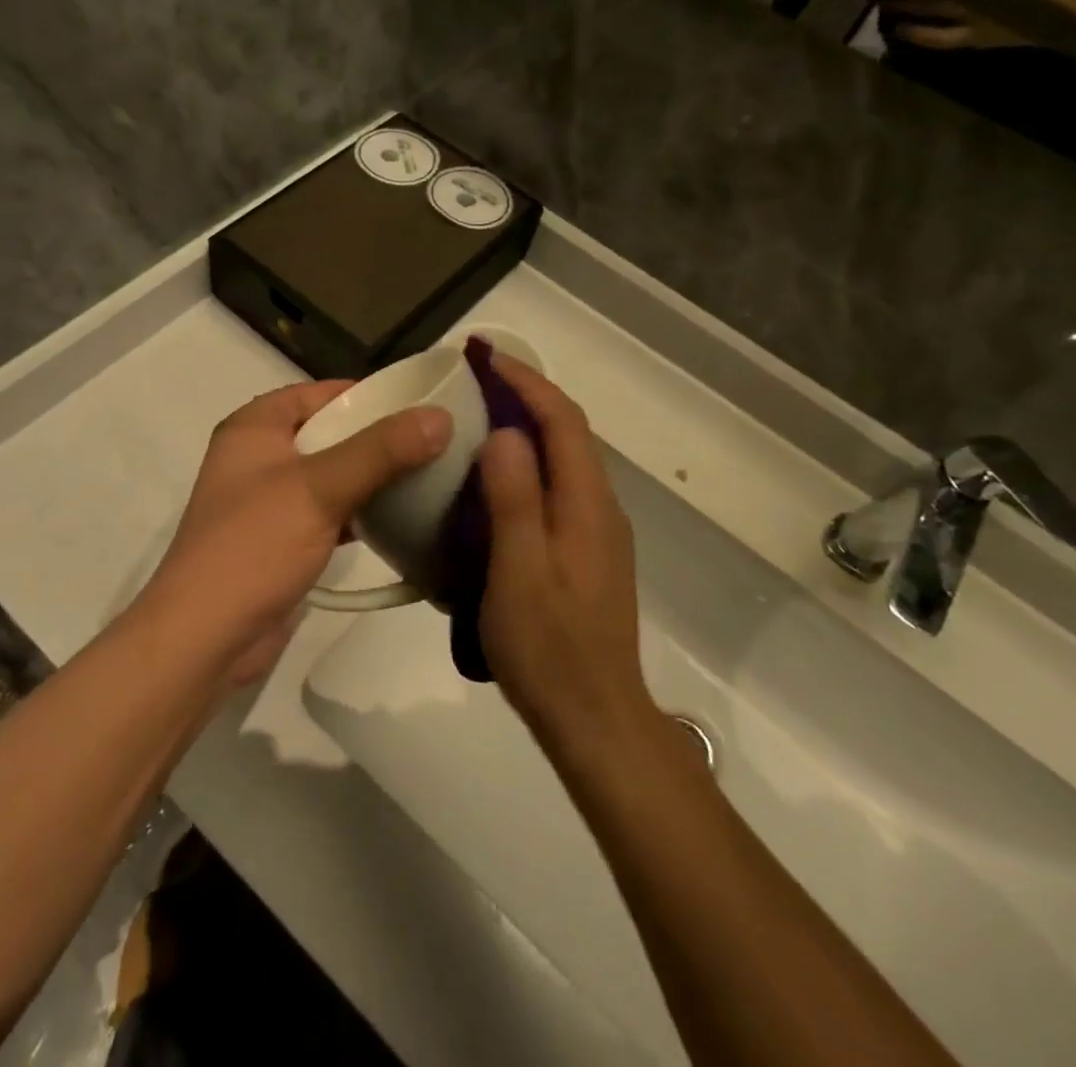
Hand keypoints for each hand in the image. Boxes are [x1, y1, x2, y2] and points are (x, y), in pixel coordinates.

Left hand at [134, 381, 449, 688]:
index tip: (419, 405)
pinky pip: (329, 513)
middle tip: (435, 442)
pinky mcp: (282, 540)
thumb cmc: (254, 546)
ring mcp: (270, 501)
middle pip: (329, 433)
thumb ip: (380, 451)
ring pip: (332, 475)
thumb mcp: (319, 488)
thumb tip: (440, 417)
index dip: (367, 395)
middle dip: (378, 438)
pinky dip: (360, 513)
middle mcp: (259, 457)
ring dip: (372, 478)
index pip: (319, 393)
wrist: (205, 637)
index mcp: (255, 428)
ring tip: (428, 476)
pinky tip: (400, 519)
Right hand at [475, 358, 648, 743]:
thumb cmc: (549, 648)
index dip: (525, 381)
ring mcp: (598, 532)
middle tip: (474, 380)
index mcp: (587, 504)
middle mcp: (601, 507)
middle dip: (525, 396)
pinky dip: (529, 465)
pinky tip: (496, 482)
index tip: (484, 355)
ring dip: (527, 429)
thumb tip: (505, 433)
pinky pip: (558, 489)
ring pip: (564, 461)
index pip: (562, 420)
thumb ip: (515, 499)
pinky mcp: (587, 554)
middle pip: (568, 433)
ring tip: (480, 417)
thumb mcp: (519, 571)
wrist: (595, 719)